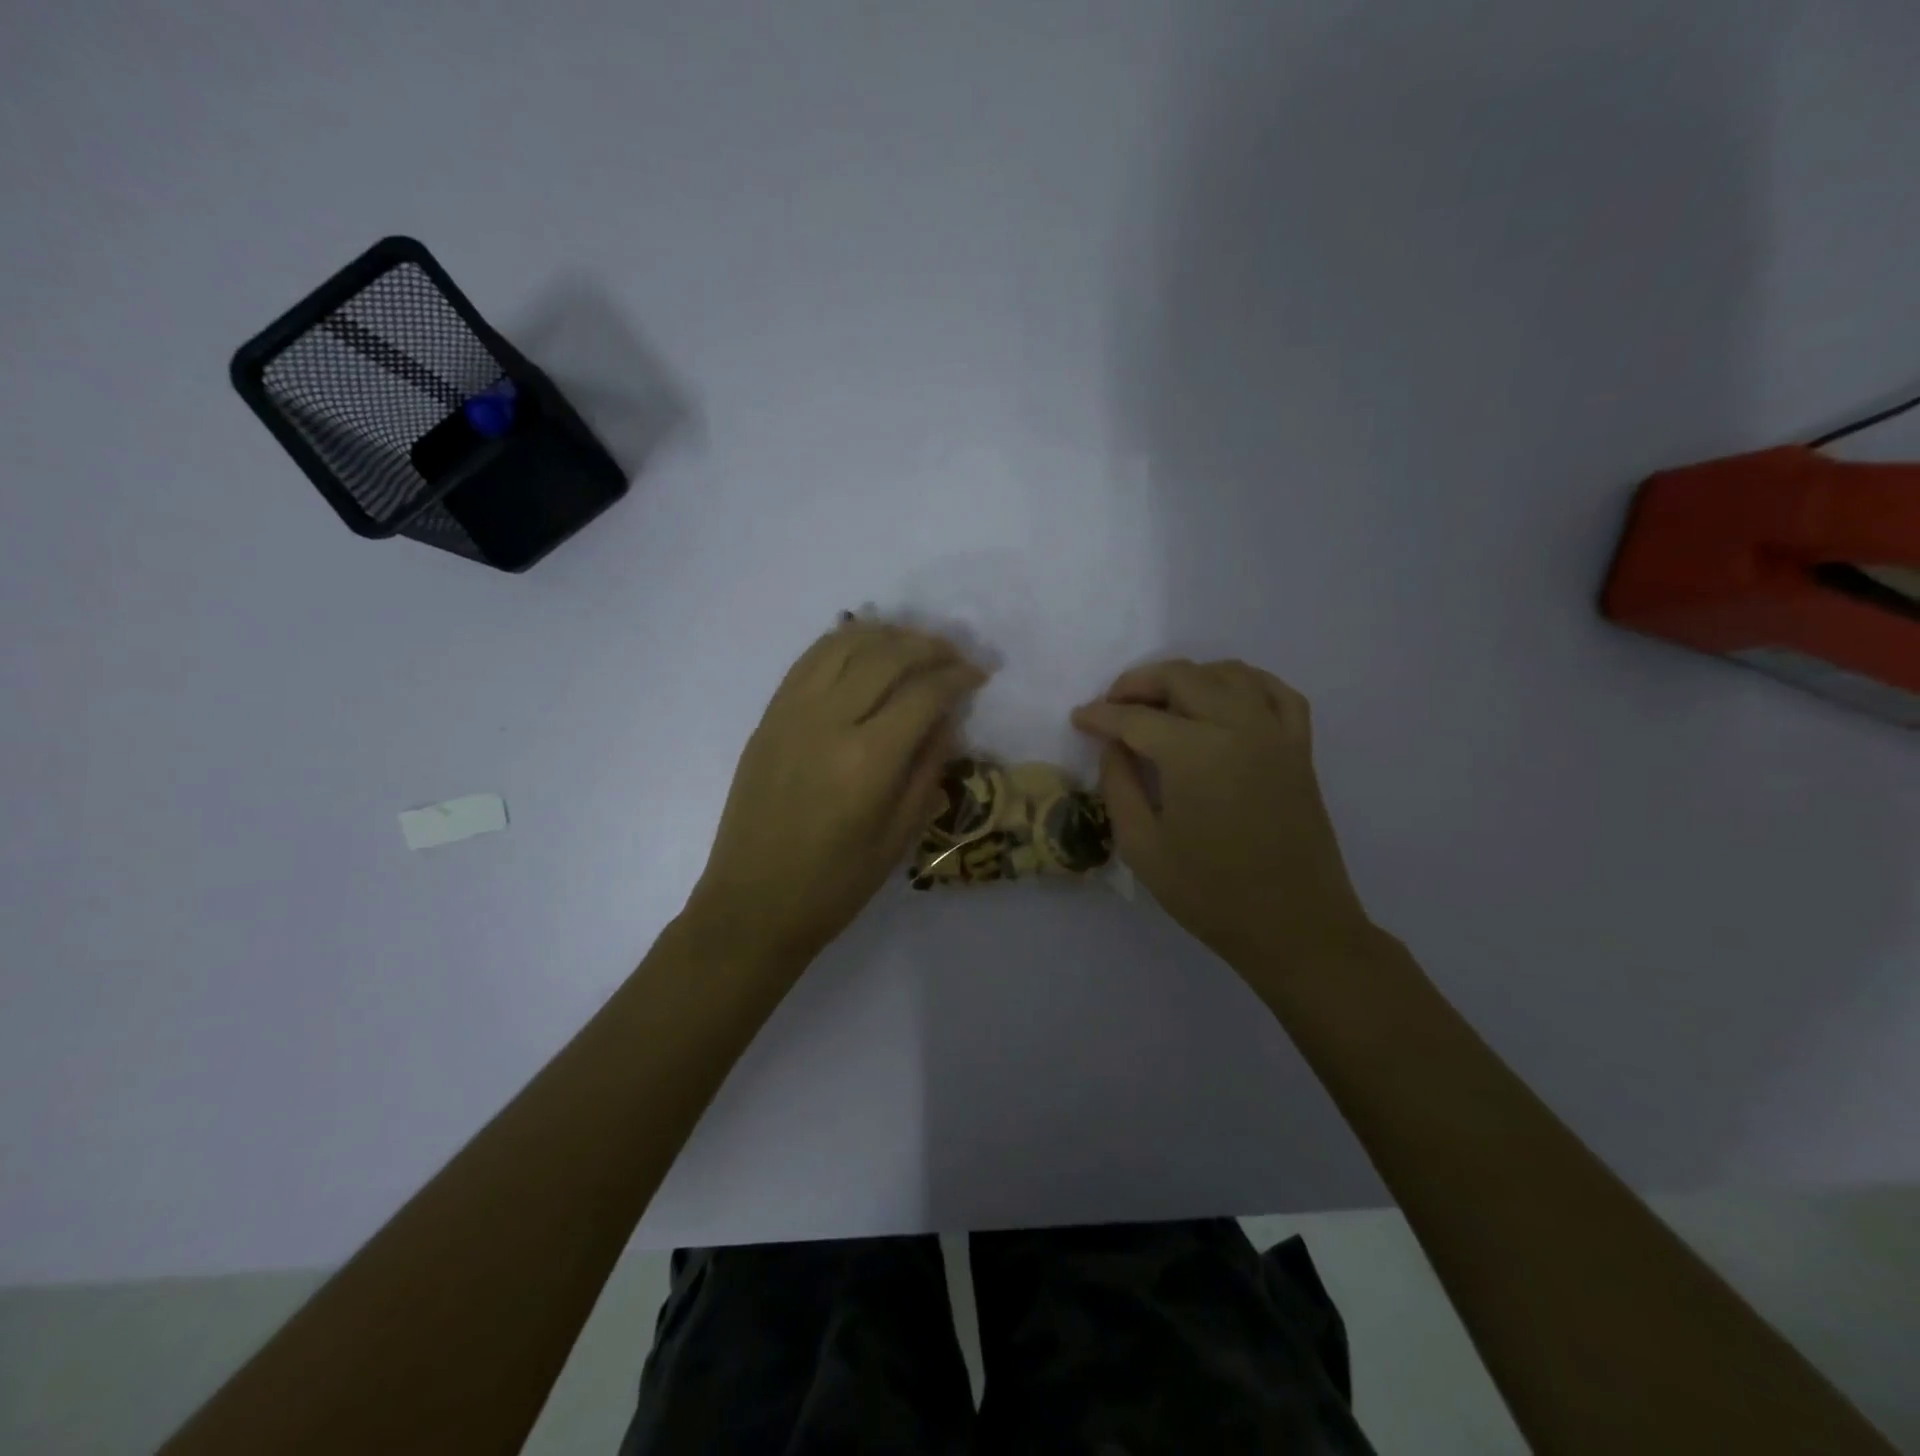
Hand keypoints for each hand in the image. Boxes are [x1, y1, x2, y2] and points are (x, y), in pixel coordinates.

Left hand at [686, 619, 986, 969]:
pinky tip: (865, 649)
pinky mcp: (769, 716)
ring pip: (845, 644)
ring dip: (887, 635)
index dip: (958, 676)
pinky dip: (844, 642)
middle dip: (929, 646)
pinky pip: (810, 659)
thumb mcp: (899, 837)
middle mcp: (827, 722)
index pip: (923, 693)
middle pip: (886, 655)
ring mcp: (791, 713)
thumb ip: (928, 770)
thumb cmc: (834, 885)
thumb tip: (948, 719)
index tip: (979, 674)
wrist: (752, 904)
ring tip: (915, 645)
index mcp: (867, 761)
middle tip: (955, 655)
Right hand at [1072, 659, 1373, 979]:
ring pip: (1228, 673)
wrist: (1294, 925)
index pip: (1135, 717)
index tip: (1078, 718)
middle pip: (1181, 677)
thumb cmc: (1210, 894)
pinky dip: (1245, 682)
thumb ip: (1119, 785)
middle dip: (1138, 683)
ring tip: (1161, 701)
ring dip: (1187, 677)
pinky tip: (1224, 697)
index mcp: (1193, 754)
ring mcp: (1275, 733)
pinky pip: (1275, 691)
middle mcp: (1237, 726)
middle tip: (1113, 705)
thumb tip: (1113, 745)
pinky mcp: (1299, 747)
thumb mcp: (1142, 846)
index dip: (1100, 715)